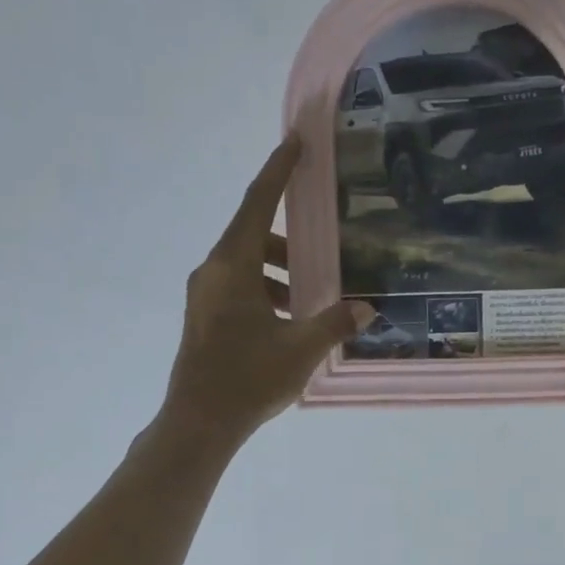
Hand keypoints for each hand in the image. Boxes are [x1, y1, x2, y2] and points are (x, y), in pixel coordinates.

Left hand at [163, 134, 371, 444]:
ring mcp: (204, 295)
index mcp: (233, 266)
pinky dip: (266, 292)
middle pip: (253, 235)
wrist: (199, 423)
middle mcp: (212, 271)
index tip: (295, 142)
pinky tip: (289, 324)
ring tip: (310, 300)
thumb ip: (335, 322)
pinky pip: (238, 288)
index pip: (258, 202)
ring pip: (246, 265)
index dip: (279, 170)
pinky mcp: (204, 318)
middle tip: (322, 257)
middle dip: (290, 242)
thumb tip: (366, 308)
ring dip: (279, 273)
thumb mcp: (301, 349)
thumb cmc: (248, 378)